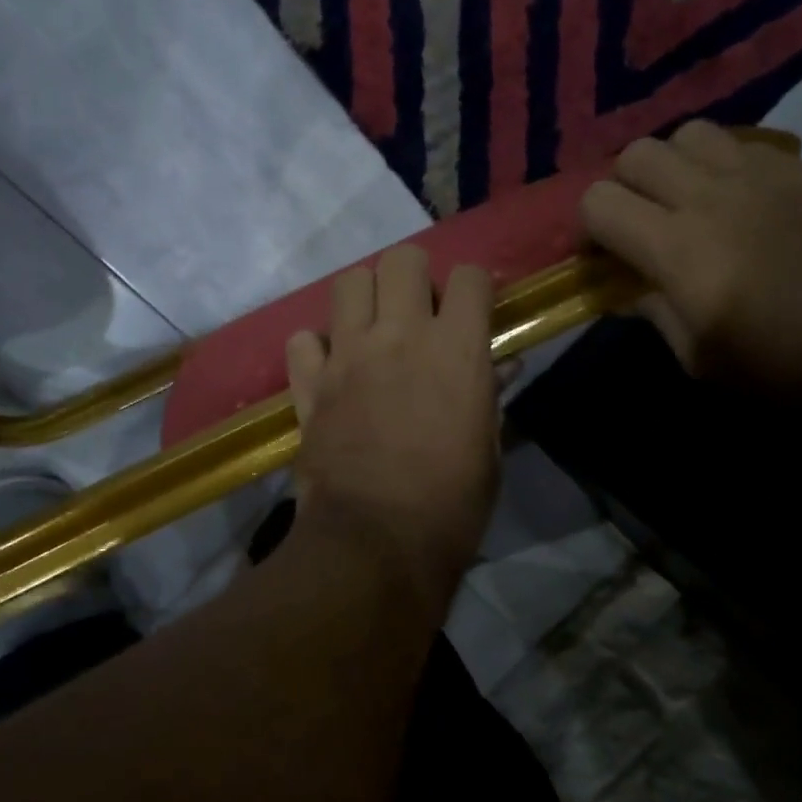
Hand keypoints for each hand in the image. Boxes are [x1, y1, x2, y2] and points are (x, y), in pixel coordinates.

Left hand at [285, 247, 498, 605]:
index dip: (473, 287)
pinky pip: (302, 340)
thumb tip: (498, 366)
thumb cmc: (451, 504)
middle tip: (418, 312)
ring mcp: (347, 357)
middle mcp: (399, 336)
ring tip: (373, 330)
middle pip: (400, 259)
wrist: (377, 542)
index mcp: (456, 349)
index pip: (468, 276)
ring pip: (348, 283)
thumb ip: (489, 395)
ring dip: (365, 298)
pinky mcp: (309, 385)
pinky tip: (331, 369)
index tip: (472, 309)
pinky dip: (316, 348)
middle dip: (414, 276)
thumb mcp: (488, 450)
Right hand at [580, 121, 801, 391]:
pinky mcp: (796, 168)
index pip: (598, 202)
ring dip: (671, 165)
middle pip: (635, 155)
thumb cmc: (778, 362)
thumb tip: (621, 291)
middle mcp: (709, 196)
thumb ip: (651, 310)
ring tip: (684, 201)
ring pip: (686, 135)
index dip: (588, 228)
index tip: (602, 256)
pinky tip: (734, 199)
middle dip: (622, 188)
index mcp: (676, 248)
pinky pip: (737, 142)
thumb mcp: (696, 355)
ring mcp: (757, 173)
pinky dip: (718, 163)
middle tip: (639, 224)